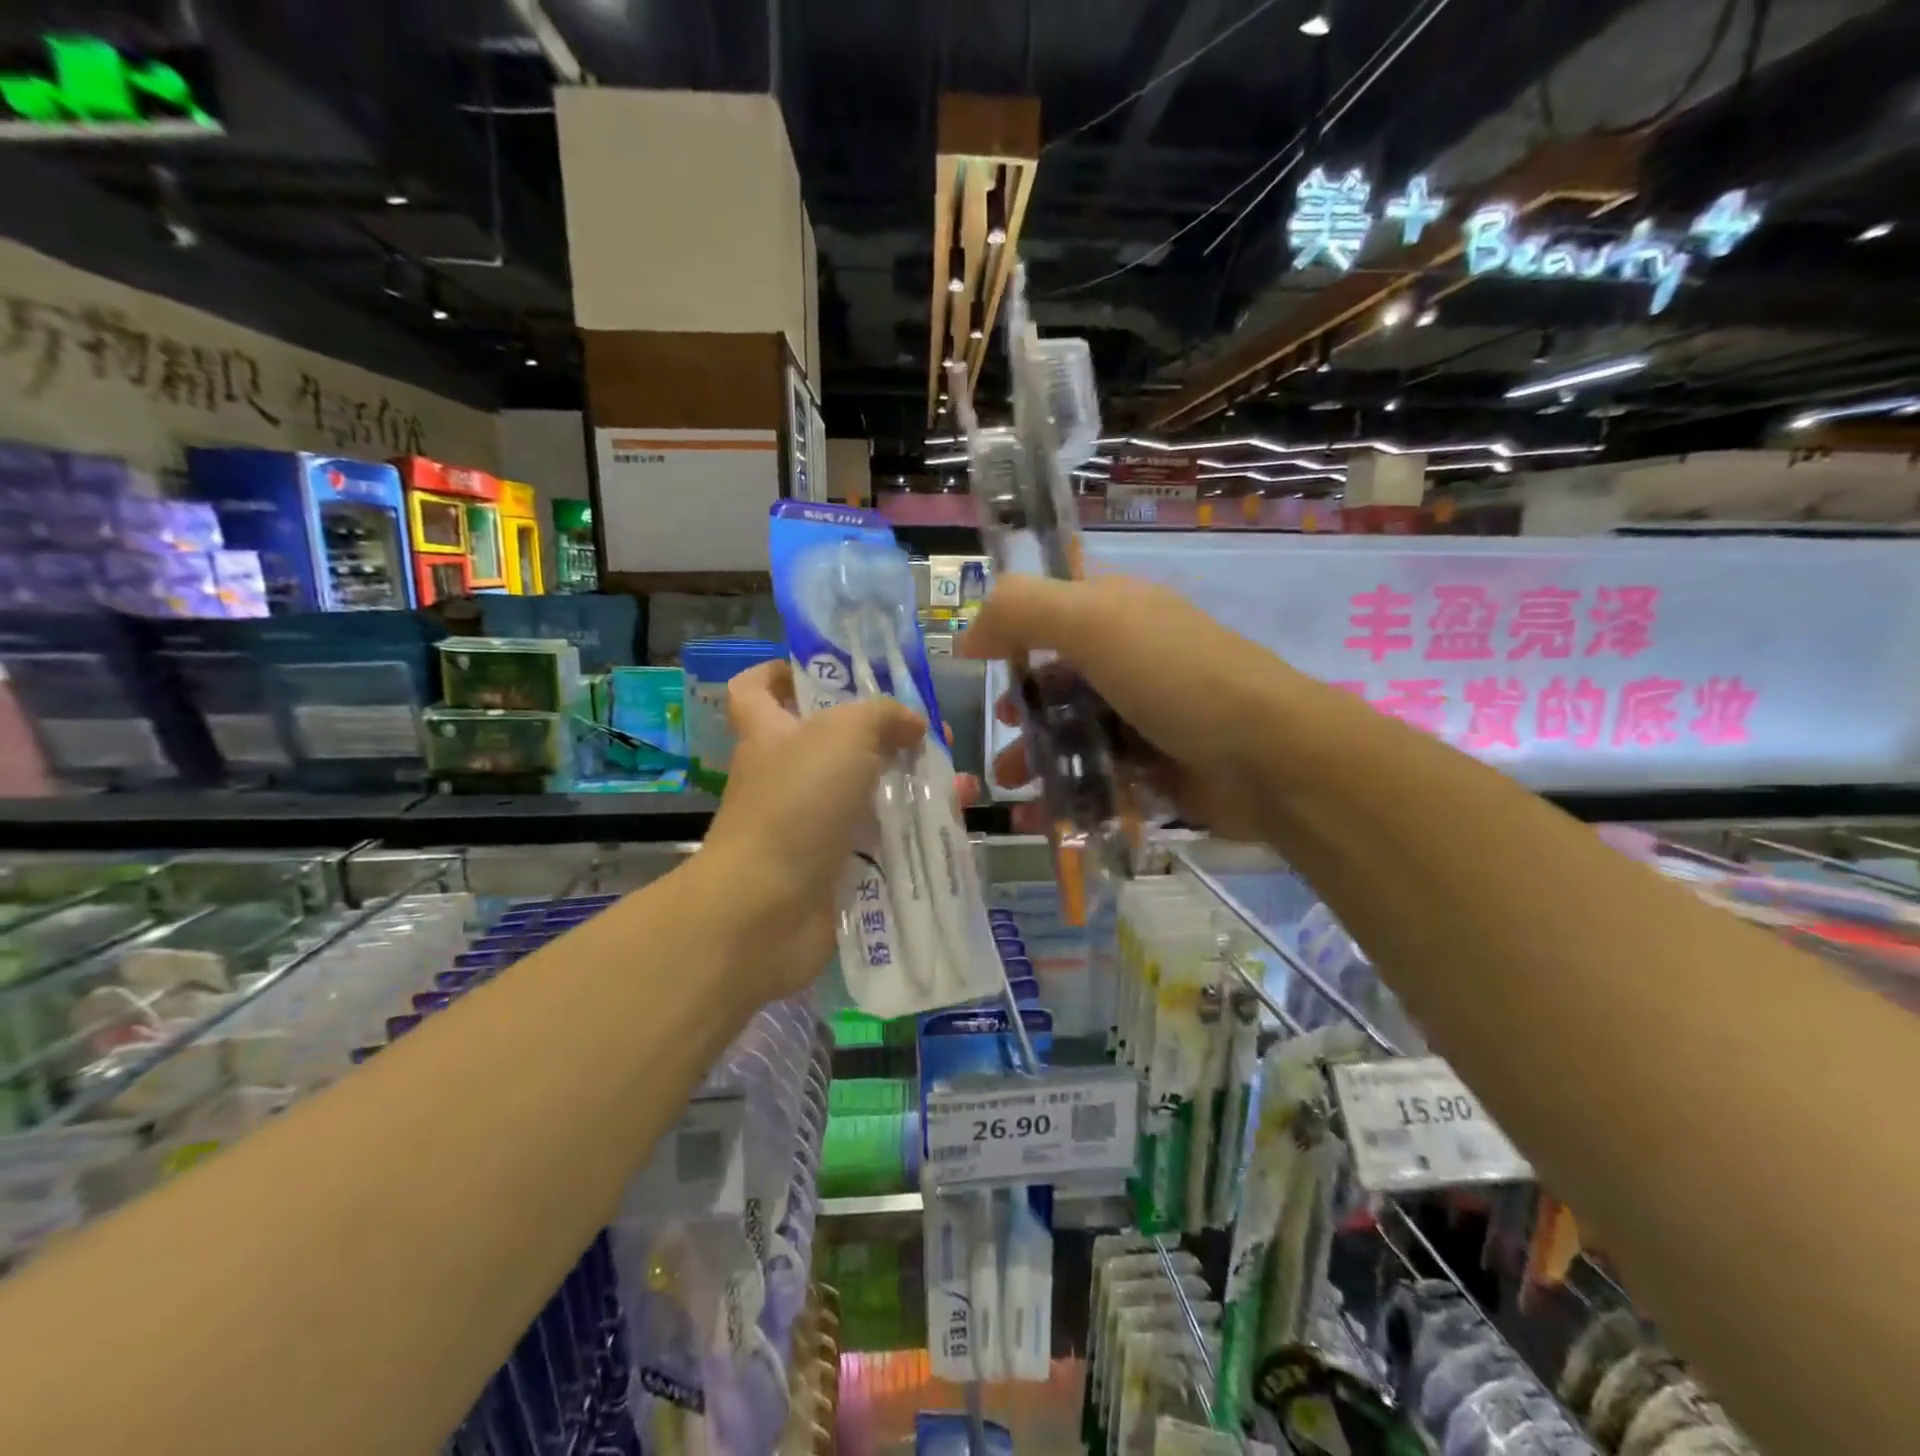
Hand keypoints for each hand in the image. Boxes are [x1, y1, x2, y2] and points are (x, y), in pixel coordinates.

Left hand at [699, 660, 975, 1003]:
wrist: (767, 910)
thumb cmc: (796, 804)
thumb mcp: (843, 734)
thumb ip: (882, 715)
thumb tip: (913, 723)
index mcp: (770, 733)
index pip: (757, 688)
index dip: (783, 671)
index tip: (832, 671)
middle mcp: (786, 775)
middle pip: (833, 741)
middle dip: (885, 733)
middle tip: (931, 735)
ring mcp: (809, 824)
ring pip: (866, 791)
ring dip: (912, 783)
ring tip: (958, 783)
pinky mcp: (834, 865)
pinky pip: (879, 838)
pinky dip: (913, 829)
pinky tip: (952, 822)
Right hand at [961, 573, 1317, 841]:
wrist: (1268, 757)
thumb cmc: (1174, 678)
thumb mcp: (1093, 623)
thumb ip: (1020, 611)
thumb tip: (968, 634)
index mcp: (1117, 610)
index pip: (1052, 609)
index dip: (1012, 631)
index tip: (979, 664)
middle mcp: (1130, 656)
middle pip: (1057, 676)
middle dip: (1020, 706)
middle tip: (999, 732)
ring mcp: (1144, 713)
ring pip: (1073, 730)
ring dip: (1035, 755)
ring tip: (1011, 784)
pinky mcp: (1155, 765)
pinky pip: (1097, 775)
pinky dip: (1066, 792)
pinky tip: (1040, 814)